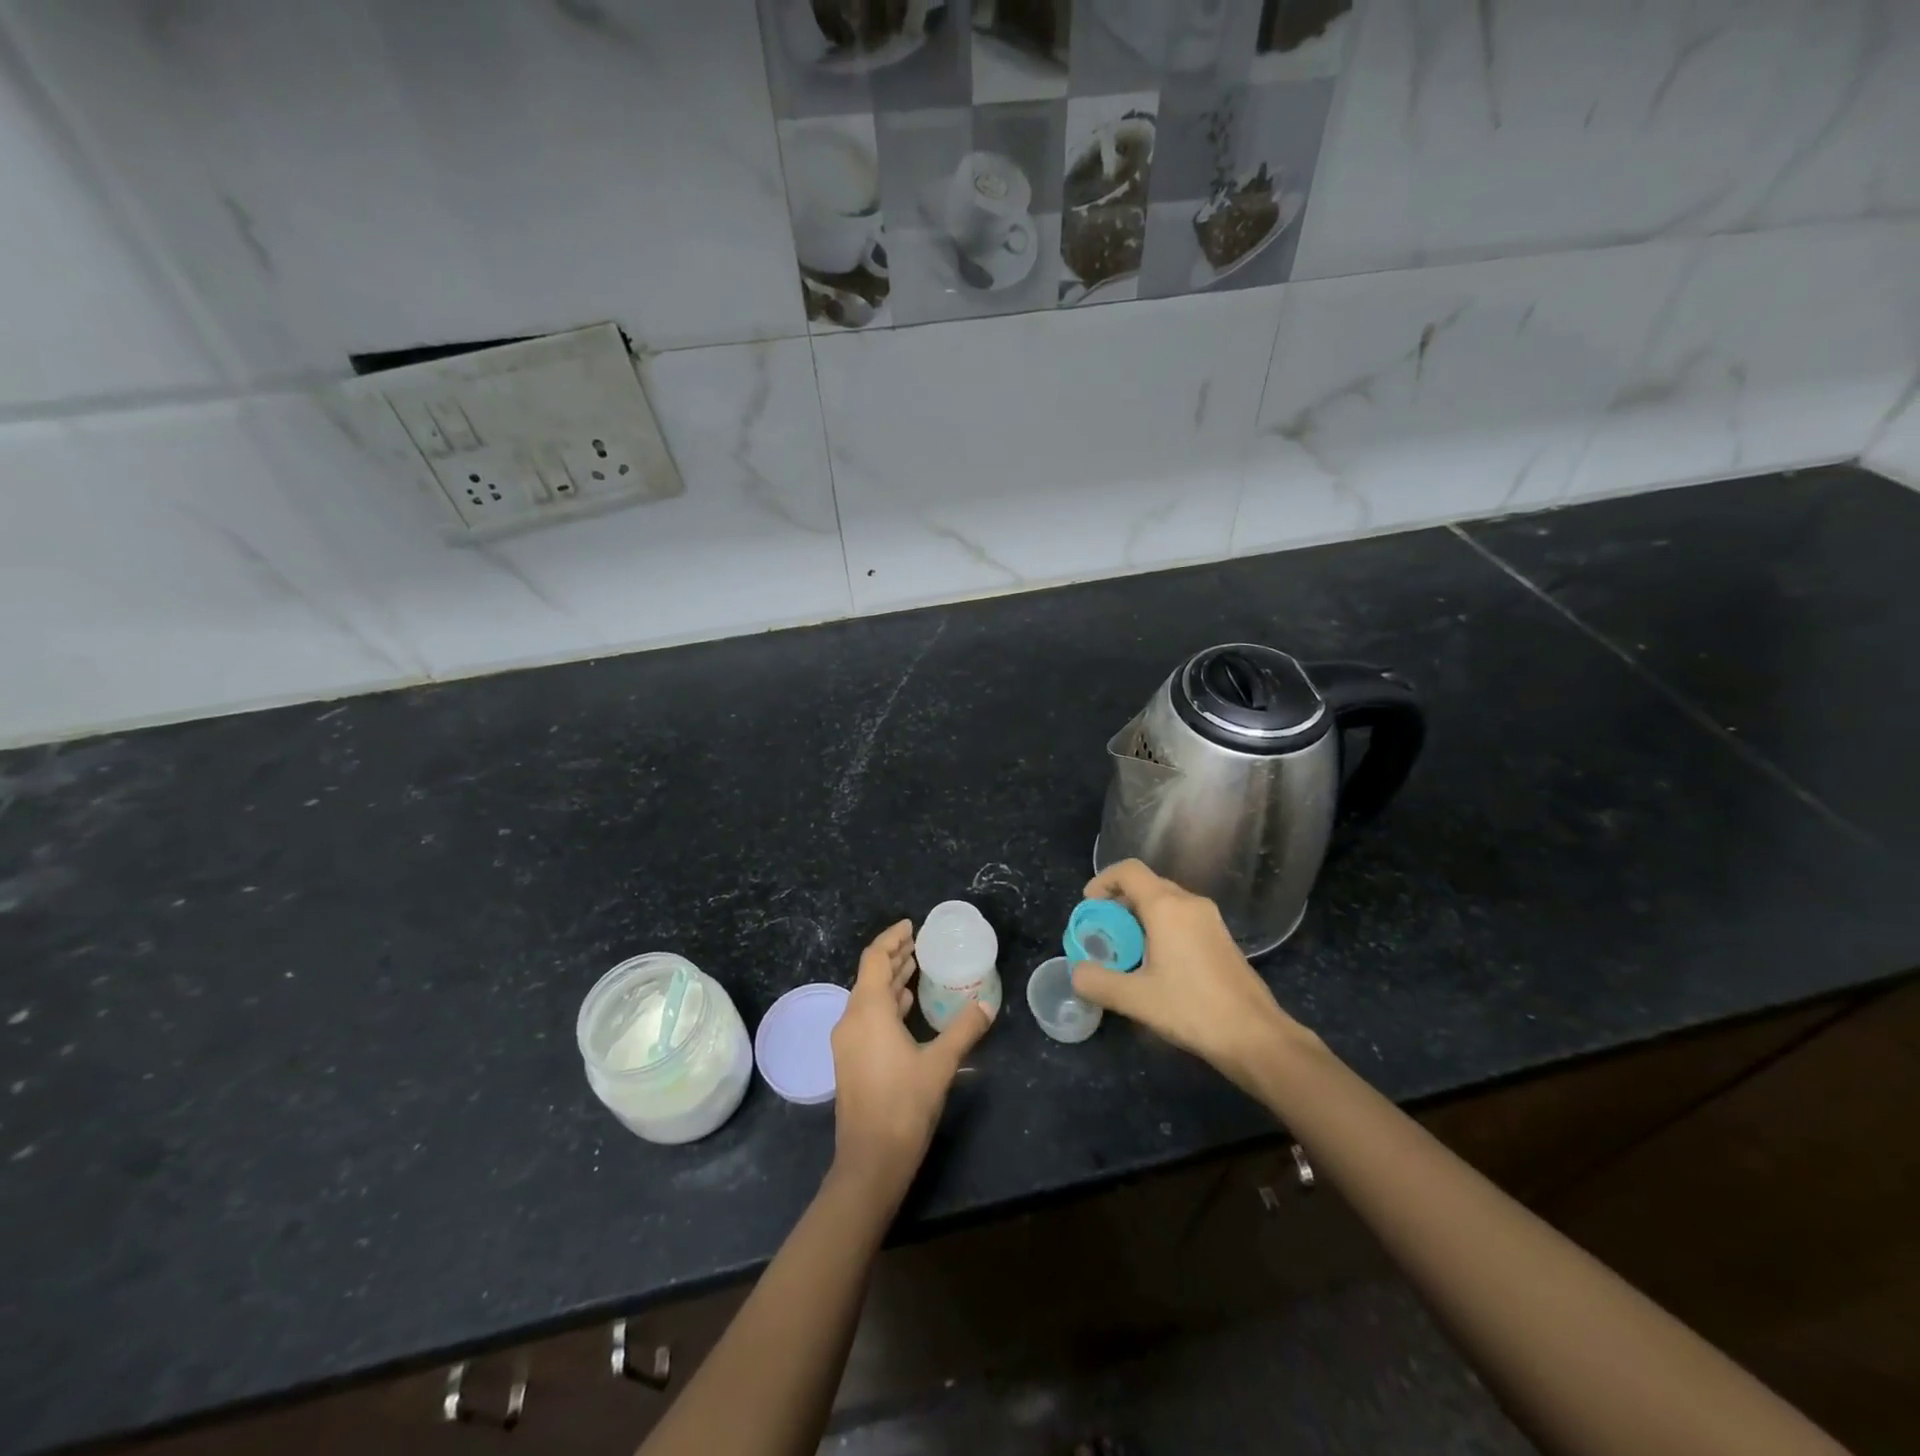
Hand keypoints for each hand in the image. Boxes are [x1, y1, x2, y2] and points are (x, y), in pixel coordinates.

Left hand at [830, 920, 994, 1195]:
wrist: (870, 1162)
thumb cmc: (904, 1105)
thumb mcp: (941, 1063)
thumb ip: (964, 1029)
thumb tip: (987, 1003)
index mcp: (868, 1011)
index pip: (874, 958)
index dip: (892, 938)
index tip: (912, 926)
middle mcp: (851, 1019)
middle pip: (869, 975)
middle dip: (894, 956)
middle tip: (921, 943)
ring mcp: (847, 1042)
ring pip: (867, 998)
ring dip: (890, 980)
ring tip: (916, 967)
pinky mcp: (850, 1061)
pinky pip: (867, 1017)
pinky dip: (886, 1004)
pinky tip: (907, 1007)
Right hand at [1070, 859, 1318, 1092]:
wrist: (1255, 1036)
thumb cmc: (1192, 1009)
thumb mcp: (1135, 998)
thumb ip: (1098, 982)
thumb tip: (1076, 972)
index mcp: (1167, 907)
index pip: (1128, 871)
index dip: (1102, 880)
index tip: (1089, 907)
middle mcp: (1190, 903)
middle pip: (1146, 885)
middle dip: (1118, 902)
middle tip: (1102, 932)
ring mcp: (1210, 919)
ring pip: (1165, 902)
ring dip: (1139, 917)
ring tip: (1125, 950)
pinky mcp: (1221, 938)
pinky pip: (1182, 918)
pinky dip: (1160, 928)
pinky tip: (1156, 963)